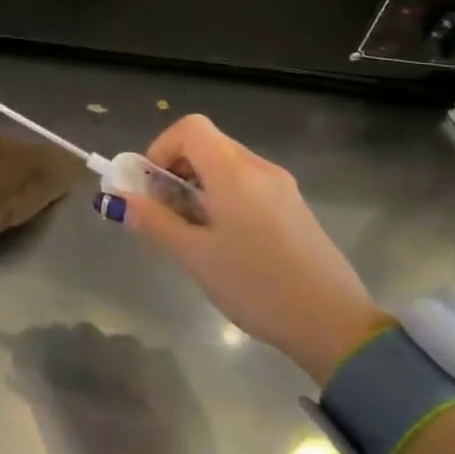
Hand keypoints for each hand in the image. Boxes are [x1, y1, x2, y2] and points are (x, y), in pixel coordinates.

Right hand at [108, 115, 389, 385]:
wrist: (334, 325)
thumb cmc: (256, 285)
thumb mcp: (195, 257)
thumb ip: (154, 221)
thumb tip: (120, 198)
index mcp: (234, 172)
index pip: (190, 128)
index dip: (161, 147)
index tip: (150, 186)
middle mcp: (259, 168)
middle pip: (208, 144)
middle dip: (176, 168)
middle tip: (163, 210)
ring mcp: (282, 186)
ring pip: (227, 165)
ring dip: (198, 184)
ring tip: (191, 230)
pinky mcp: (294, 207)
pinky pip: (248, 184)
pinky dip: (224, 196)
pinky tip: (224, 240)